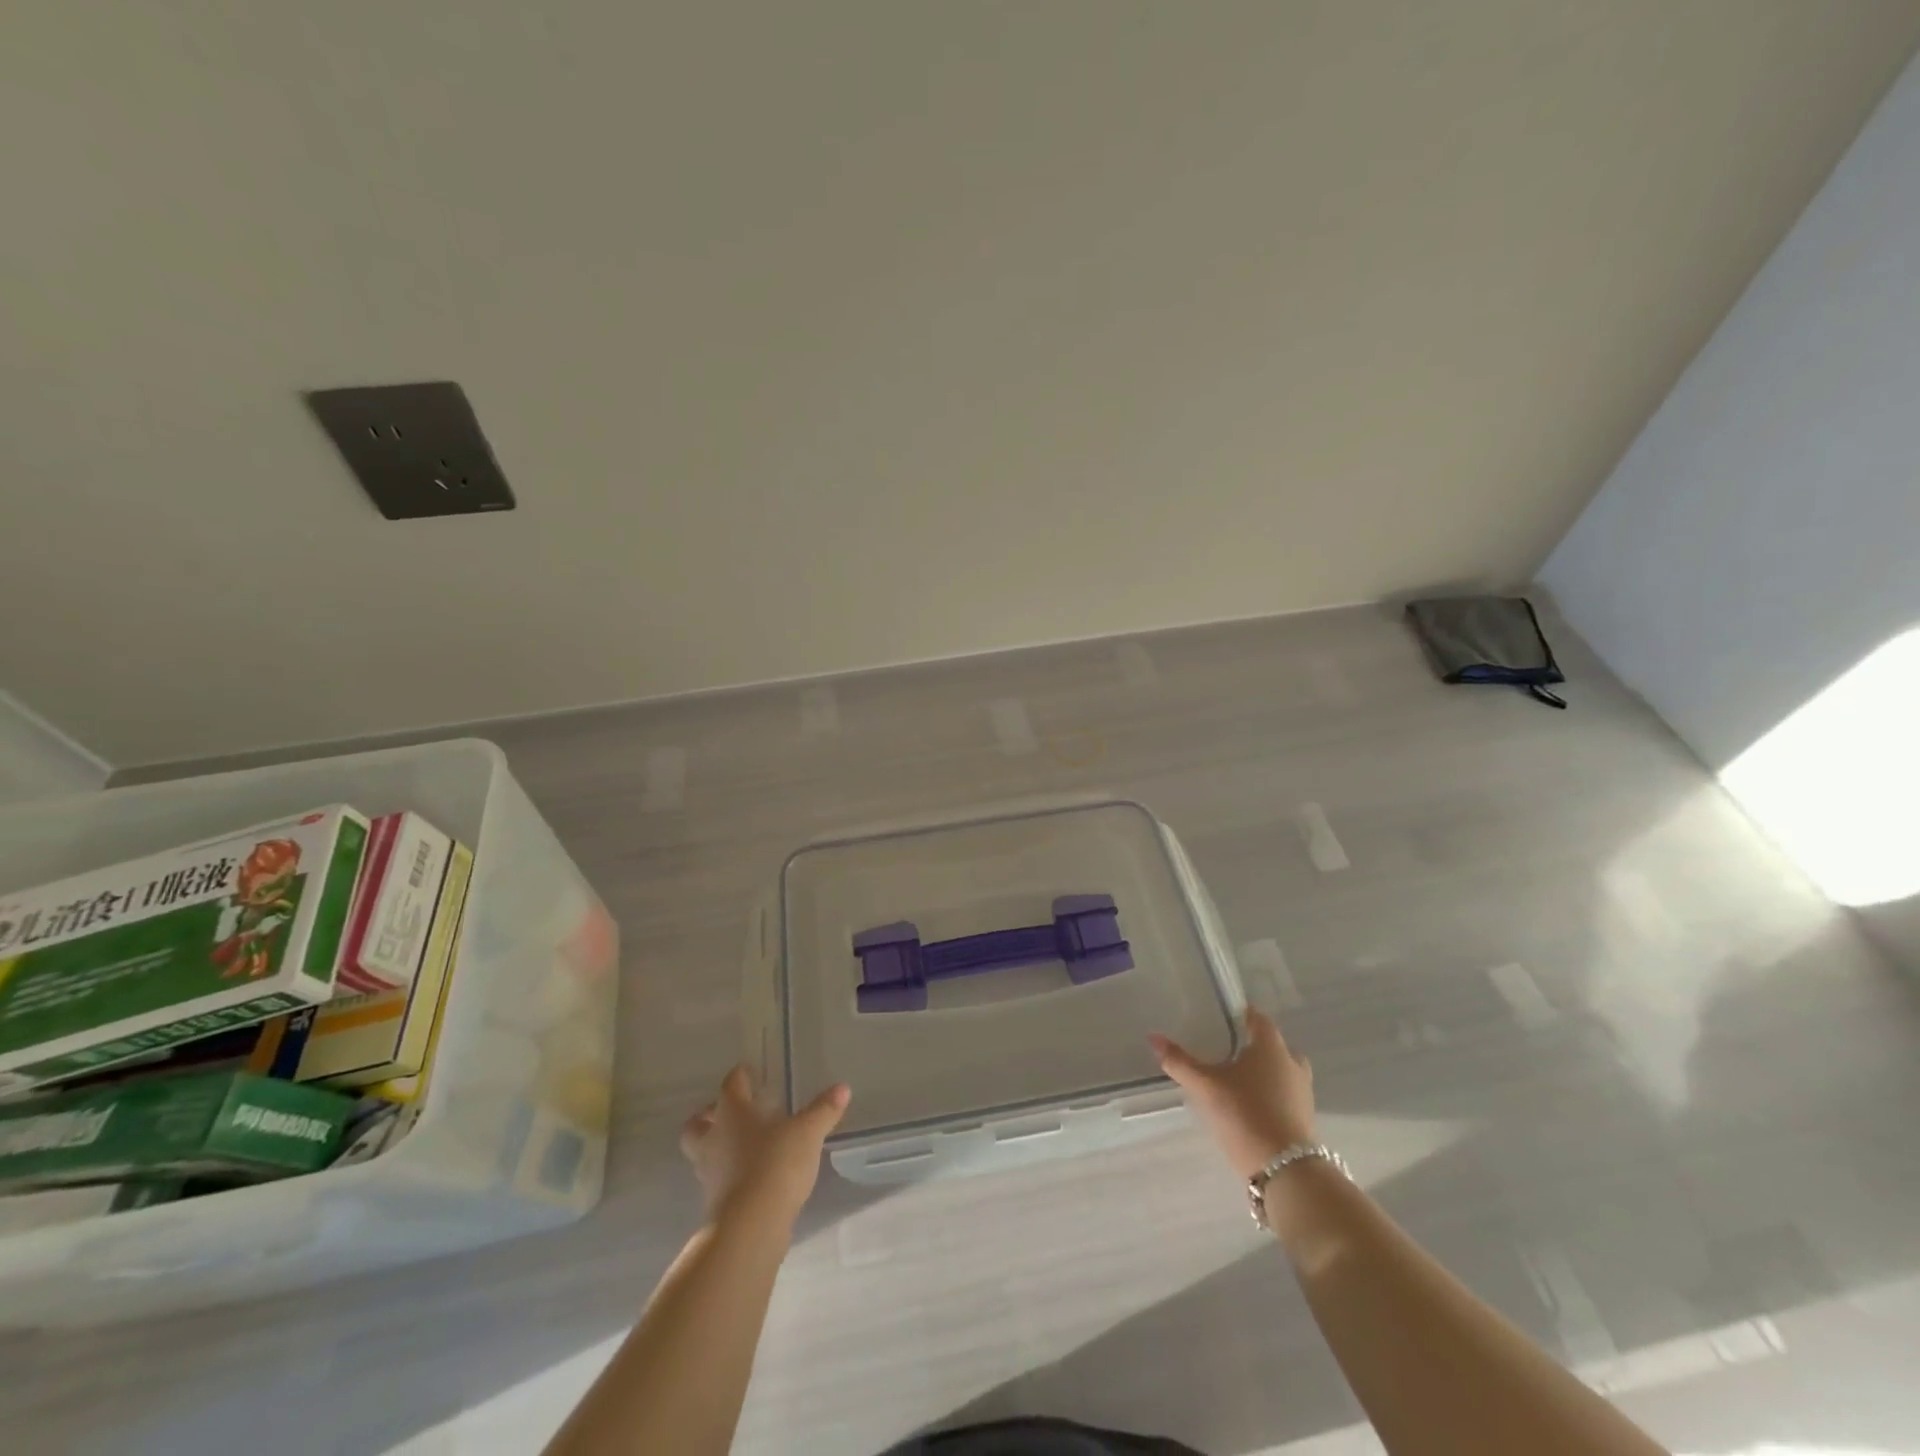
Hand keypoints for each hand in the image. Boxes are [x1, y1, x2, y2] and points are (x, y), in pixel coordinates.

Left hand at [680, 1066, 850, 1231]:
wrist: (751, 1227)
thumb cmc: (775, 1164)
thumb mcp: (807, 1133)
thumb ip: (823, 1110)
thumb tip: (842, 1088)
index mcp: (732, 1113)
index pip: (731, 1085)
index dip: (740, 1077)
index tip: (748, 1072)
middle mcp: (714, 1140)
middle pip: (697, 1124)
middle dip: (708, 1117)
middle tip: (728, 1113)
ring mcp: (710, 1174)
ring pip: (703, 1154)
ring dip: (718, 1148)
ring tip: (743, 1147)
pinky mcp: (715, 1204)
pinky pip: (718, 1181)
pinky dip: (730, 1175)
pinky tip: (752, 1176)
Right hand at [1151, 1010, 1316, 1179]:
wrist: (1286, 1171)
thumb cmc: (1245, 1114)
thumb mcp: (1206, 1086)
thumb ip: (1180, 1062)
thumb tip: (1152, 1037)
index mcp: (1271, 1047)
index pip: (1259, 1019)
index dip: (1241, 1016)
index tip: (1221, 1019)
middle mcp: (1292, 1063)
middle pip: (1272, 1045)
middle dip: (1251, 1046)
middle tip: (1224, 1051)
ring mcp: (1302, 1092)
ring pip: (1280, 1071)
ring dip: (1262, 1072)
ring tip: (1234, 1080)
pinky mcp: (1304, 1118)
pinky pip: (1284, 1094)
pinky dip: (1269, 1094)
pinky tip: (1248, 1105)